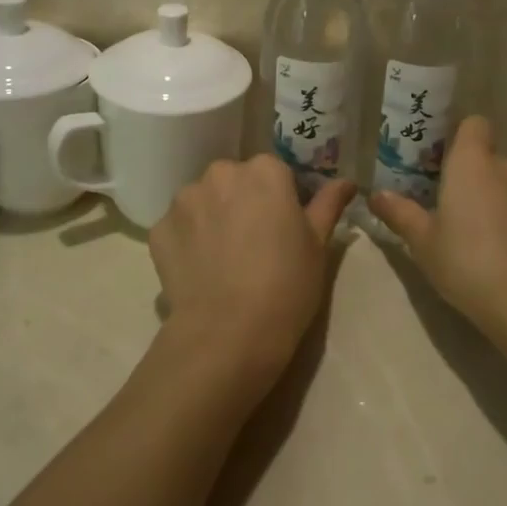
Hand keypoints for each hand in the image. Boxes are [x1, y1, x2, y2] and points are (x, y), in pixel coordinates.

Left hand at [148, 156, 355, 391]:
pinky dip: (186, 242)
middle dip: (241, 201)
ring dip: (211, 217)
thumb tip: (346, 182)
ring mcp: (185, 200)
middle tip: (253, 242)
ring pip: (203, 200)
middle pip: (234, 180)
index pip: (273, 171)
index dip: (279, 198)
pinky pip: (178, 227)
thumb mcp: (318, 245)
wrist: (228, 333)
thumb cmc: (286, 285)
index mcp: (264, 171)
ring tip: (222, 259)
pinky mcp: (159, 229)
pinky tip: (199, 271)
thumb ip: (328, 205)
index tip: (282, 226)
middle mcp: (221, 173)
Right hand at [367, 116, 506, 342]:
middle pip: (493, 162)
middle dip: (479, 181)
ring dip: (503, 205)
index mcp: (474, 164)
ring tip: (487, 243)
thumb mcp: (422, 242)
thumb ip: (400, 213)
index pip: (475, 124)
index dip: (463, 138)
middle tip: (458, 214)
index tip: (447, 163)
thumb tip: (376, 195)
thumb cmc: (465, 263)